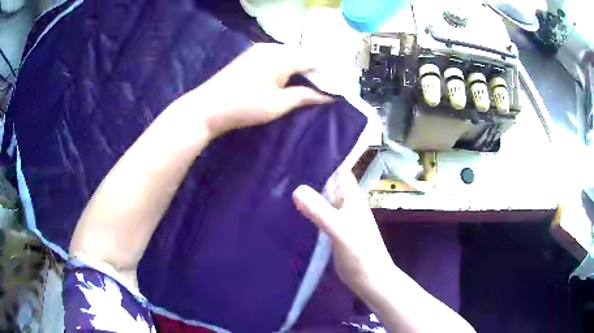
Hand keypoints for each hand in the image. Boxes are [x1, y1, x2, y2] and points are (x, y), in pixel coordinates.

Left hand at [175, 43, 332, 139]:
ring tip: (305, 83)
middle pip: (299, 55)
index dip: (324, 72)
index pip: (312, 61)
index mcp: (282, 57)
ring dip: (297, 66)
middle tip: (321, 85)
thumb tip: (327, 96)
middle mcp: (272, 48)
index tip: (334, 84)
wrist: (207, 107)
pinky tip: (285, 77)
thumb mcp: (278, 104)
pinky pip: (274, 56)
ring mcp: (258, 50)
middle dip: (311, 69)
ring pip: (286, 54)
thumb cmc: (245, 106)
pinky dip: (283, 65)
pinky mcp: (249, 56)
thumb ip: (304, 96)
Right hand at [292, 172, 393, 299]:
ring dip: (309, 196)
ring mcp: (341, 219)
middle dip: (311, 179)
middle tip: (284, 172)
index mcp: (352, 198)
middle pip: (329, 186)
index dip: (325, 162)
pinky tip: (294, 212)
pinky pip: (321, 216)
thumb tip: (297, 189)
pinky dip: (310, 212)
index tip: (301, 155)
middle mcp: (347, 205)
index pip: (340, 172)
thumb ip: (320, 211)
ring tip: (283, 189)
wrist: (370, 279)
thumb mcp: (339, 230)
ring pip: (324, 201)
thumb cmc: (360, 253)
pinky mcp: (335, 233)